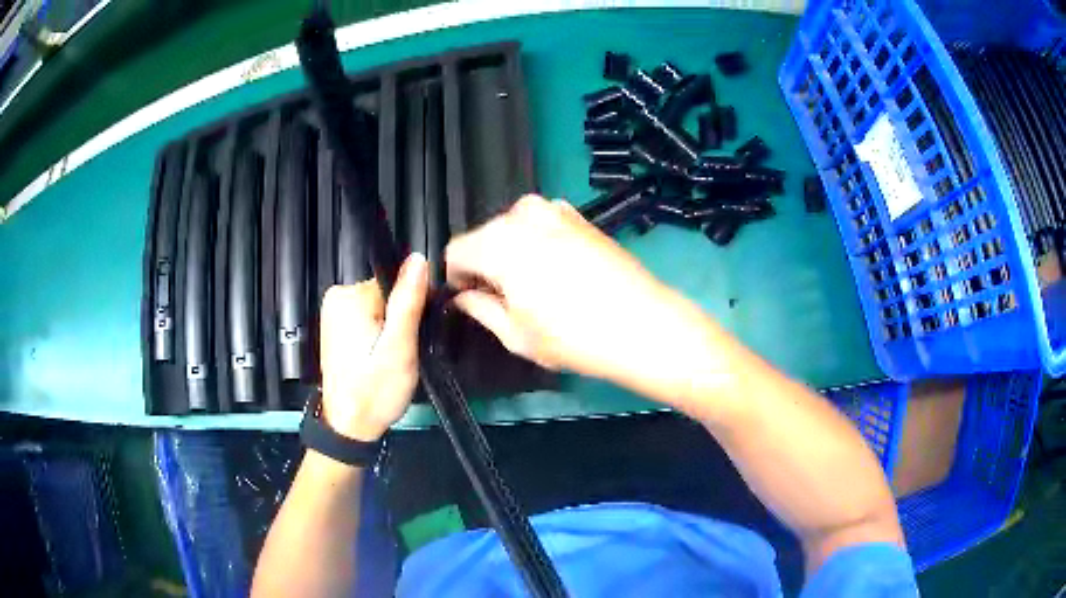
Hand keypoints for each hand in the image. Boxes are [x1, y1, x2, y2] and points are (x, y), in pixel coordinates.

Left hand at [319, 254, 428, 441]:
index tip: (411, 339)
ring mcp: (333, 313)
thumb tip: (417, 259)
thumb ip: (407, 302)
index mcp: (349, 297)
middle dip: (398, 322)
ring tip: (387, 360)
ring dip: (389, 331)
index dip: (409, 311)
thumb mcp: (399, 348)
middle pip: (386, 296)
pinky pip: (368, 319)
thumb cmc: (375, 391)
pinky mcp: (335, 327)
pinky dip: (377, 336)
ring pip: (379, 308)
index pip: (394, 285)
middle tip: (399, 354)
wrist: (350, 427)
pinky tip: (377, 359)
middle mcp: (336, 297)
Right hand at [445, 195, 706, 398]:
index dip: (455, 277)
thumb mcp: (516, 334)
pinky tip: (557, 273)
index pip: (456, 250)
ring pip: (514, 228)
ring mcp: (556, 210)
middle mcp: (524, 215)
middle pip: (485, 235)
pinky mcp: (580, 217)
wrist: (642, 324)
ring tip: (532, 287)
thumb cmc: (574, 336)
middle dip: (484, 263)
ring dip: (511, 252)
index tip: (467, 298)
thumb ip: (478, 309)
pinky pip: (542, 225)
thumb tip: (463, 298)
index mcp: (499, 242)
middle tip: (501, 298)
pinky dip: (538, 243)